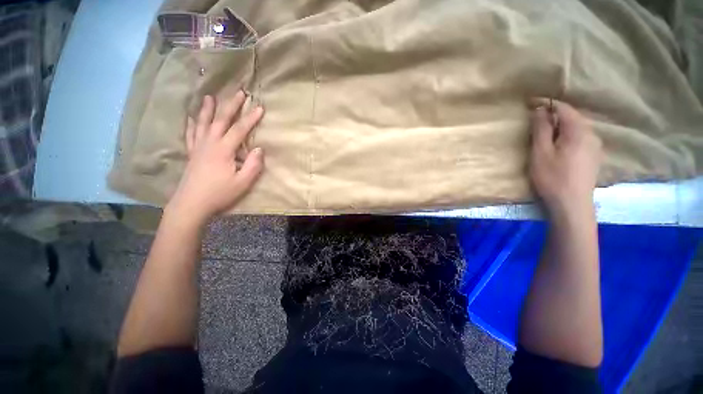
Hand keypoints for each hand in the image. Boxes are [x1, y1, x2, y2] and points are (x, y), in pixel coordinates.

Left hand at [166, 91, 264, 223]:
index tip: (260, 107)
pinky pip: (191, 134)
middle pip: (221, 120)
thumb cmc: (220, 193)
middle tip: (239, 93)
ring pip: (203, 123)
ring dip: (207, 109)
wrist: (191, 204)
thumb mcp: (243, 182)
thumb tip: (258, 149)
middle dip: (231, 105)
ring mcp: (199, 147)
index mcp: (223, 150)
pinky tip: (192, 118)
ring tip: (209, 97)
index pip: (239, 129)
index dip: (251, 118)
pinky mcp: (192, 153)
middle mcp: (210, 143)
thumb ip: (253, 165)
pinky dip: (192, 124)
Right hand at [528, 98, 601, 216]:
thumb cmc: (552, 177)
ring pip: (576, 129)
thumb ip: (541, 129)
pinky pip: (580, 139)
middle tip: (535, 122)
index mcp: (578, 131)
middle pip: (572, 117)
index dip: (547, 104)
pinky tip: (558, 147)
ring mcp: (595, 146)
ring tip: (545, 135)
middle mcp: (591, 134)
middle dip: (553, 116)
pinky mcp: (593, 157)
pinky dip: (567, 137)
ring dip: (560, 127)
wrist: (572, 205)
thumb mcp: (541, 152)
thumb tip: (540, 109)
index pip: (563, 108)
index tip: (530, 103)